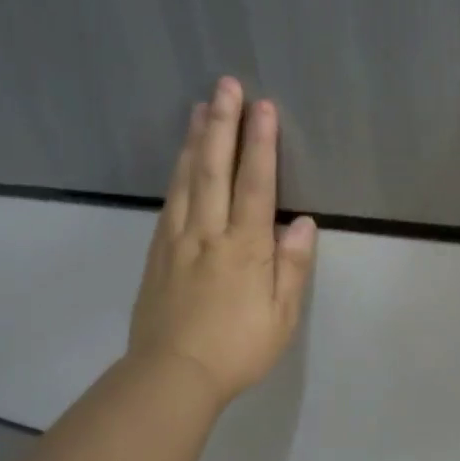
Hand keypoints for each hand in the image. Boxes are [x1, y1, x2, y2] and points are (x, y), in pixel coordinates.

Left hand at [128, 76, 317, 406]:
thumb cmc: (237, 349)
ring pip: (187, 180)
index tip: (263, 107)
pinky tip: (181, 160)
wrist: (171, 374)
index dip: (261, 143)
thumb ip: (292, 267)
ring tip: (200, 107)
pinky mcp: (157, 253)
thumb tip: (303, 224)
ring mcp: (177, 240)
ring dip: (196, 140)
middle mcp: (208, 233)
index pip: (255, 184)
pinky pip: (169, 201)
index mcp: (244, 248)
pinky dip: (177, 173)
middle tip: (225, 85)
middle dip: (222, 124)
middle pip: (215, 169)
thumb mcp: (280, 316)